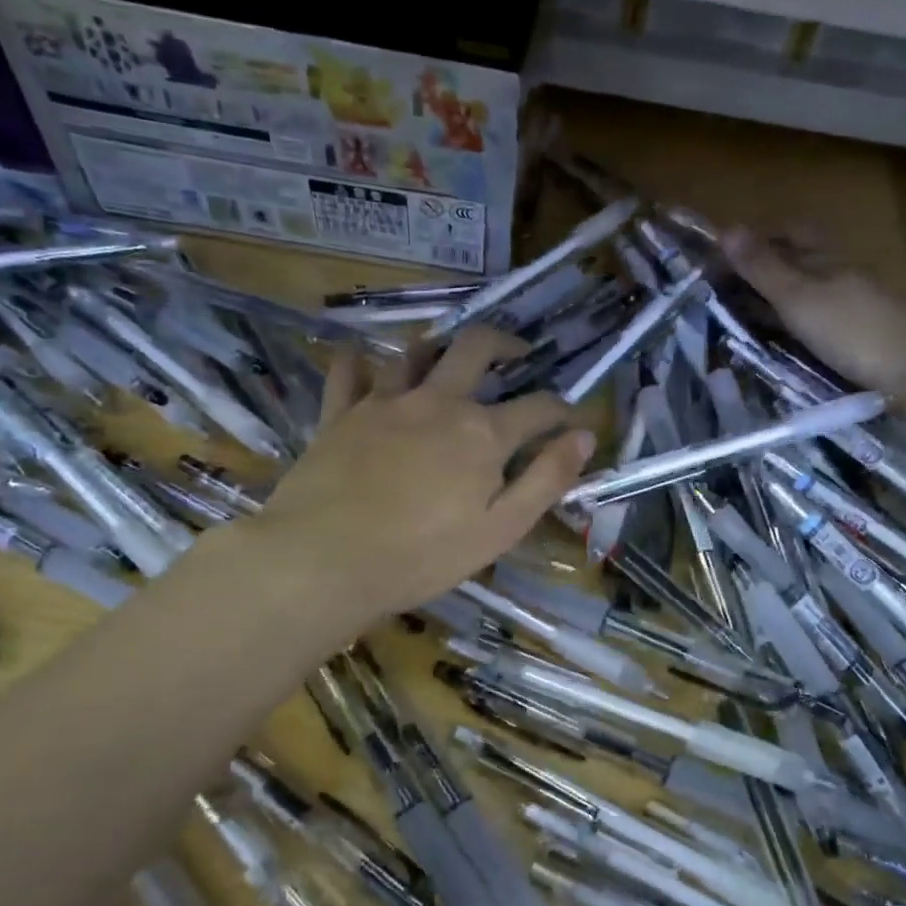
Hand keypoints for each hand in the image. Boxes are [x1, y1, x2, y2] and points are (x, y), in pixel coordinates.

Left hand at [247, 328, 594, 629]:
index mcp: (482, 433)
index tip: (575, 420)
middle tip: (516, 354)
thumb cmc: (421, 556)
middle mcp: (438, 402)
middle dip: (504, 344)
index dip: (563, 411)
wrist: (322, 561)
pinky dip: (360, 361)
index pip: (538, 407)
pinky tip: (364, 361)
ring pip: (414, 352)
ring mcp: (384, 402)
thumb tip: (583, 438)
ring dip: (438, 348)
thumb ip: (546, 480)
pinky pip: (349, 371)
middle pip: (476, 348)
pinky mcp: (340, 413)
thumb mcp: (500, 529)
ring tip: (447, 359)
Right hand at [720, 227, 905, 412]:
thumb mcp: (798, 297)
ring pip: (812, 298)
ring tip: (747, 323)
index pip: (793, 233)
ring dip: (782, 305)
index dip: (762, 237)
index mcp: (828, 260)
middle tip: (729, 292)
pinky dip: (799, 331)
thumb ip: (763, 268)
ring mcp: (857, 311)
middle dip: (768, 272)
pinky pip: (822, 327)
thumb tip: (726, 229)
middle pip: (802, 265)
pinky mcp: (864, 342)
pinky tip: (786, 347)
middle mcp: (844, 278)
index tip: (727, 252)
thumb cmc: (852, 329)